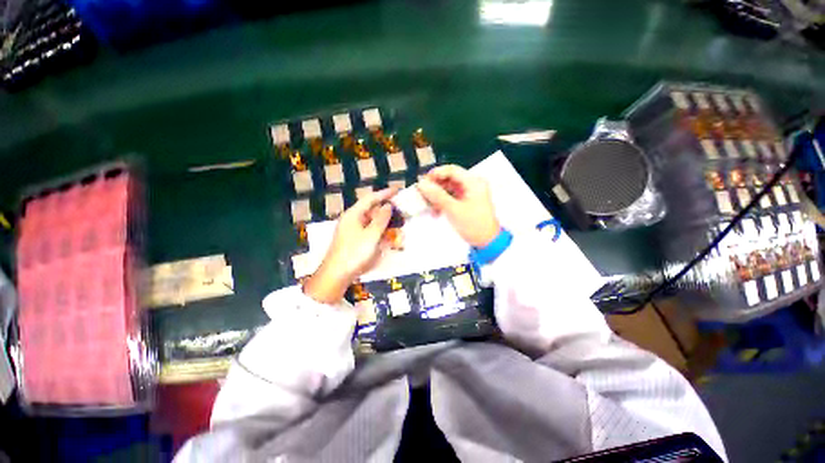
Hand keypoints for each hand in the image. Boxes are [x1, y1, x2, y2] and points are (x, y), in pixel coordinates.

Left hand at [303, 188, 395, 303]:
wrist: (336, 275)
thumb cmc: (354, 253)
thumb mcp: (371, 235)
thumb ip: (381, 219)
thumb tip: (388, 206)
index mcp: (354, 214)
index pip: (371, 198)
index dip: (385, 193)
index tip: (398, 190)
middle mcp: (352, 220)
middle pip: (371, 210)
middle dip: (386, 210)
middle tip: (400, 210)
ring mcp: (352, 231)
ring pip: (371, 222)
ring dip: (384, 223)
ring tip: (397, 226)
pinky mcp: (354, 241)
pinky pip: (369, 232)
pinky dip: (379, 233)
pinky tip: (387, 238)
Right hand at [417, 165, 500, 247]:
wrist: (487, 242)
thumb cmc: (473, 225)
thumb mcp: (453, 209)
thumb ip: (437, 195)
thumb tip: (422, 184)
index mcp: (473, 182)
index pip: (452, 170)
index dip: (436, 173)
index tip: (422, 182)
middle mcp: (472, 184)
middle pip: (450, 178)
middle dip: (435, 186)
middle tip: (422, 193)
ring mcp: (470, 193)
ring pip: (449, 188)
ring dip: (437, 195)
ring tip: (427, 203)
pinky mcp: (466, 201)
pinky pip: (451, 196)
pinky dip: (442, 201)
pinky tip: (435, 210)